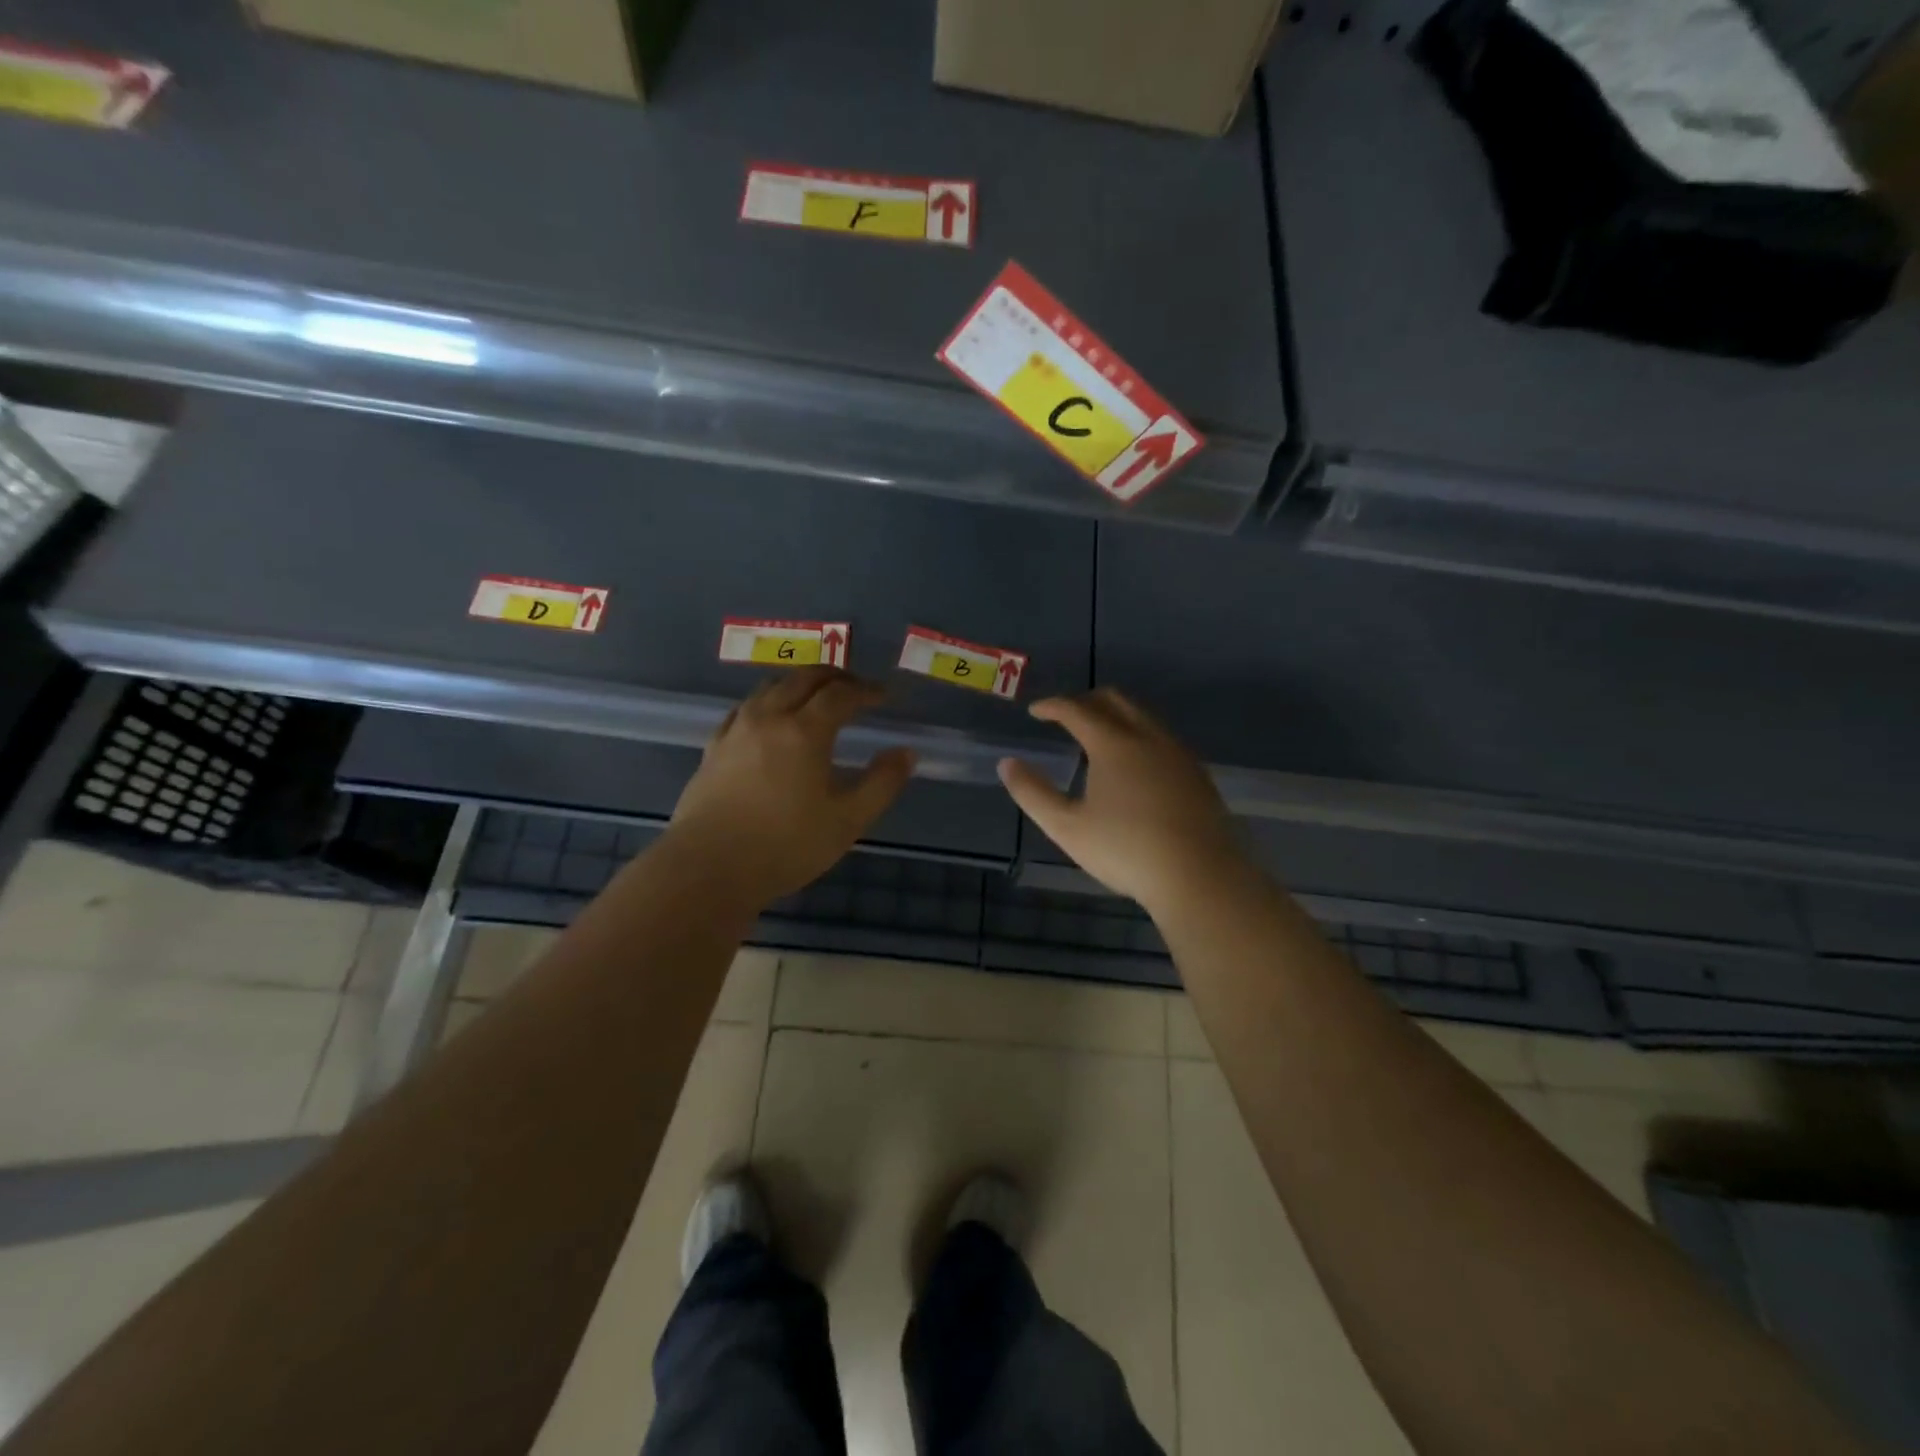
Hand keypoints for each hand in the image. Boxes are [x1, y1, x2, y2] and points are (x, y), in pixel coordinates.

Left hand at [668, 667, 914, 906]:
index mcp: (805, 730)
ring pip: (770, 687)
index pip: (841, 694)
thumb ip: (882, 783)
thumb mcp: (847, 821)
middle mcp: (769, 717)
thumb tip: (905, 753)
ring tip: (815, 698)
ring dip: (799, 684)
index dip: (867, 691)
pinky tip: (769, 720)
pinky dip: (767, 702)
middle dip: (834, 677)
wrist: (708, 868)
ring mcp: (736, 730)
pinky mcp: (713, 748)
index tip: (884, 697)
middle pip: (803, 678)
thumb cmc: (785, 846)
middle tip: (855, 688)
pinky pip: (744, 708)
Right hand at [998, 688, 1249, 912]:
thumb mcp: (1066, 827)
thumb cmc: (1126, 850)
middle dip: (1086, 701)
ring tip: (1098, 739)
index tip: (1036, 711)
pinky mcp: (1197, 774)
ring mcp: (1178, 754)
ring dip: (1116, 717)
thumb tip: (1008, 764)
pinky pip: (1162, 738)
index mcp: (1113, 744)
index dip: (1053, 706)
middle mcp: (1148, 737)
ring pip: (1143, 717)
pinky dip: (1139, 736)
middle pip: (1115, 701)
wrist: (1199, 875)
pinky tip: (1136, 766)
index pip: (1077, 709)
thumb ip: (1032, 793)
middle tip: (1066, 717)